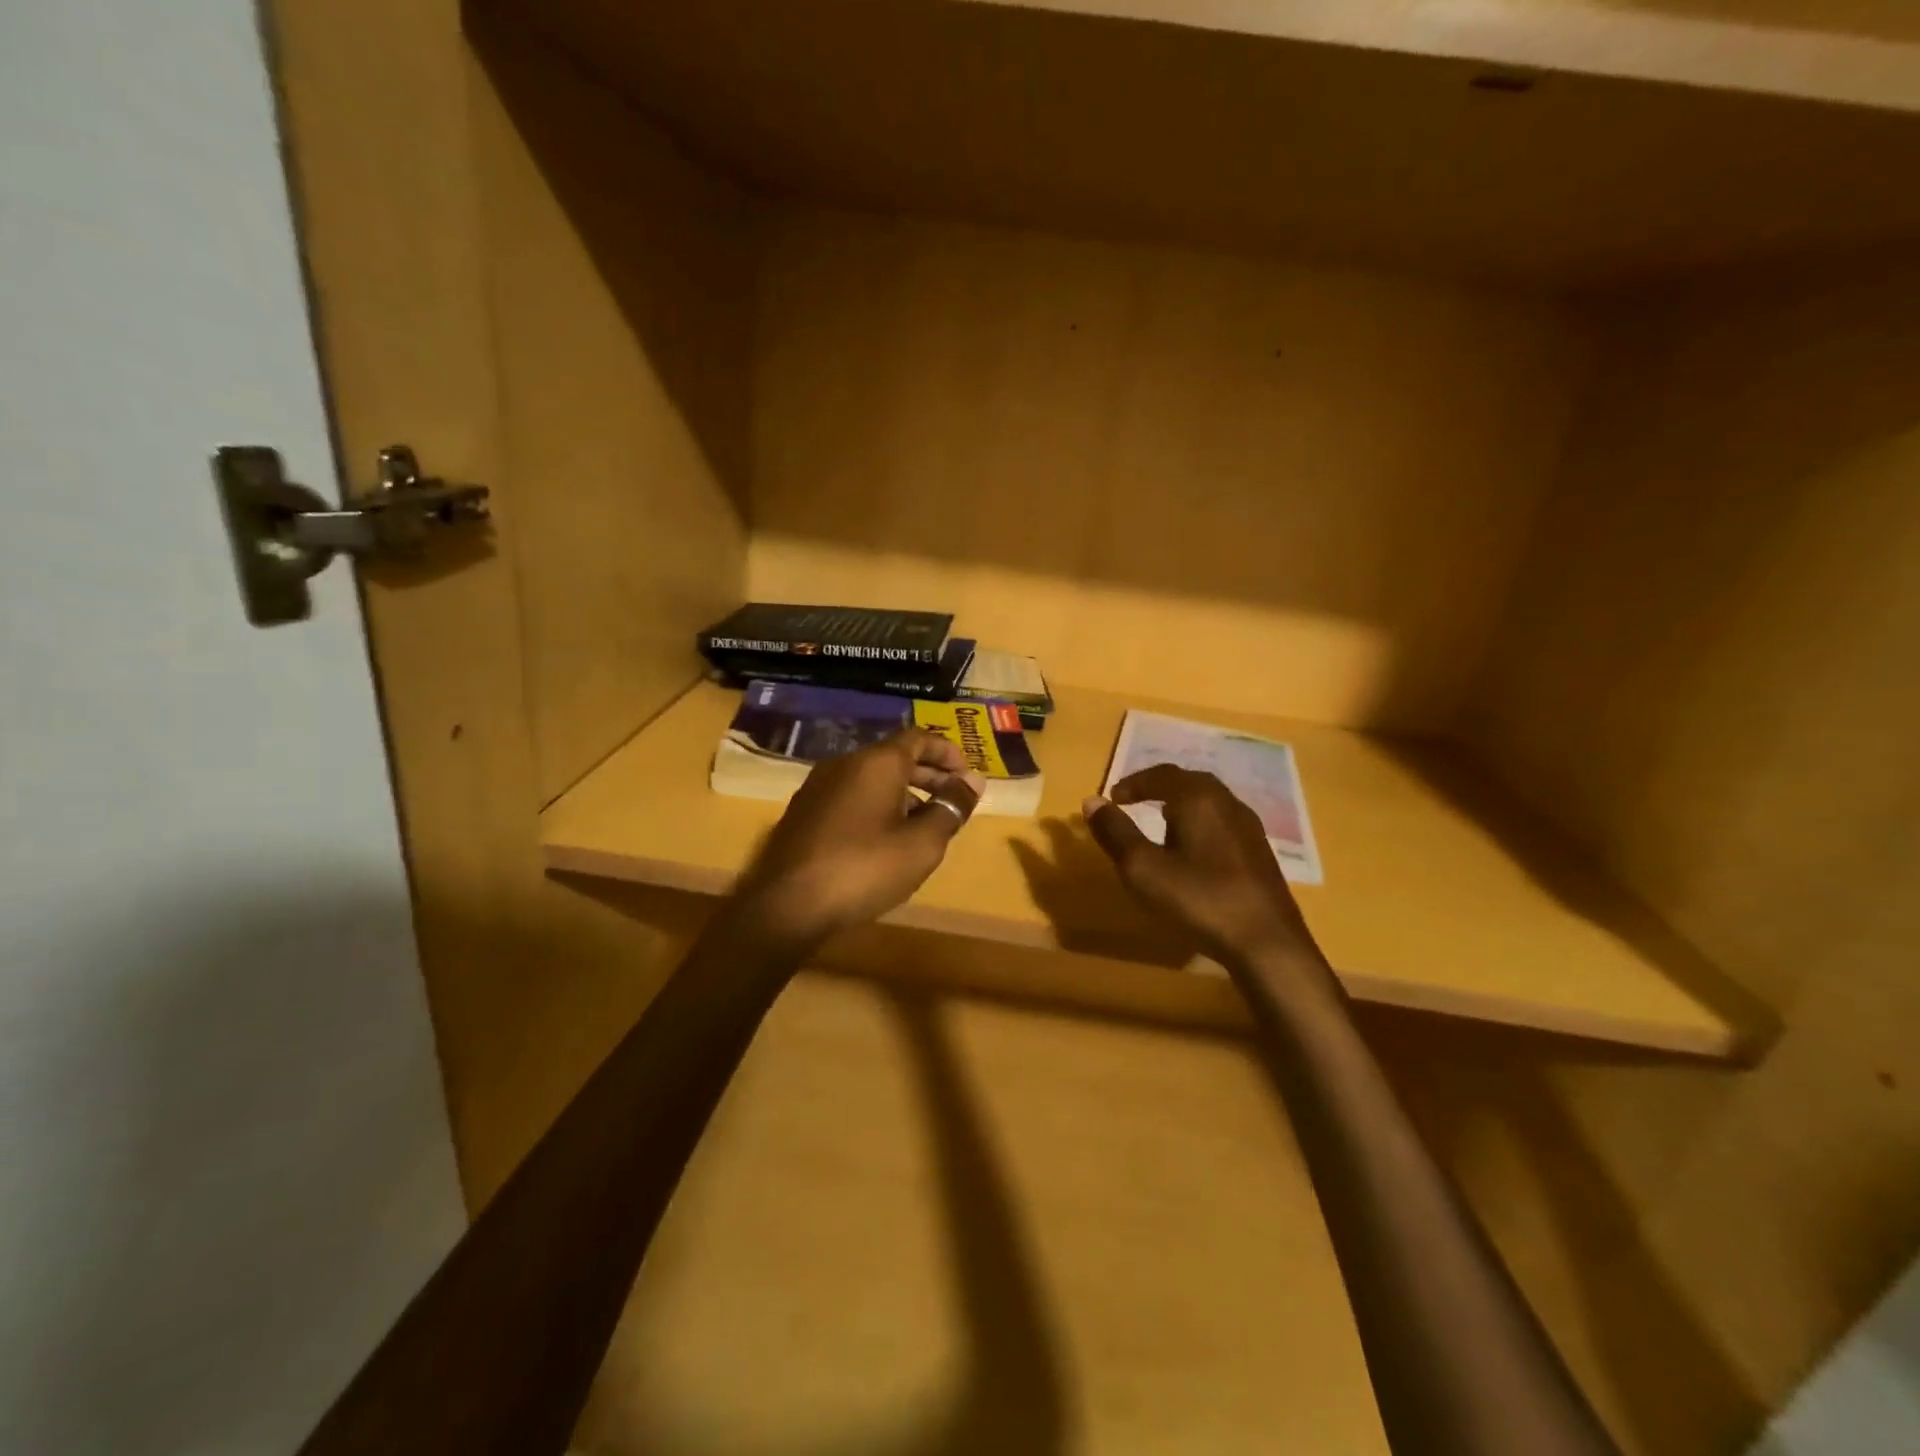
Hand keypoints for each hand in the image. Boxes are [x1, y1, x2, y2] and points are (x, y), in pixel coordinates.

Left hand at [733, 729, 983, 951]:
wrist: (788, 905)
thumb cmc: (865, 869)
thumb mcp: (922, 843)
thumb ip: (950, 807)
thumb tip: (973, 781)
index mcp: (877, 762)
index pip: (919, 737)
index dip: (947, 752)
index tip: (966, 775)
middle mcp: (845, 763)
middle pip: (894, 756)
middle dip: (928, 774)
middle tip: (951, 799)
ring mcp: (818, 786)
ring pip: (871, 776)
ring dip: (902, 791)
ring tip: (923, 822)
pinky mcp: (804, 811)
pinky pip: (850, 794)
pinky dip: (876, 804)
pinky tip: (884, 837)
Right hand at [1083, 765, 1319, 969]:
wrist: (1267, 943)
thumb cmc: (1199, 900)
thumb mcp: (1143, 868)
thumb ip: (1116, 832)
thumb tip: (1092, 801)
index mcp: (1199, 799)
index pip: (1161, 774)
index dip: (1133, 783)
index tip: (1113, 798)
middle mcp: (1228, 803)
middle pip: (1189, 782)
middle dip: (1158, 788)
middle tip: (1134, 802)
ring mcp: (1249, 828)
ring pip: (1209, 802)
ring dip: (1181, 806)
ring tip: (1160, 825)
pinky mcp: (1259, 853)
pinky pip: (1222, 823)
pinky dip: (1199, 825)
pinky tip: (1193, 852)